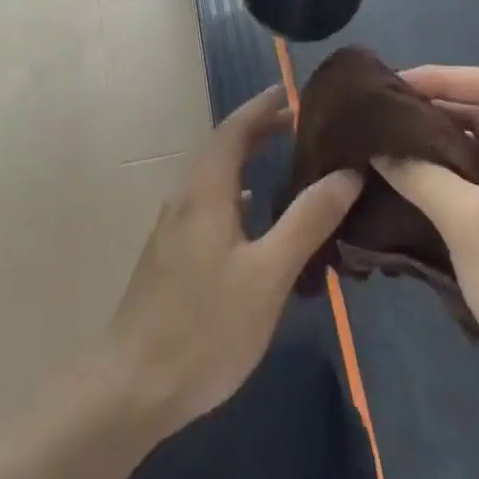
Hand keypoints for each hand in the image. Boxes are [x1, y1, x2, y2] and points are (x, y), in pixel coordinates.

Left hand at [106, 86, 362, 436]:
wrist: (132, 386)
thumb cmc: (206, 326)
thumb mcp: (269, 274)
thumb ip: (307, 221)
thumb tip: (346, 173)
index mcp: (205, 193)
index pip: (233, 131)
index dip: (261, 108)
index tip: (290, 92)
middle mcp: (184, 200)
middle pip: (221, 150)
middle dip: (256, 131)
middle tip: (296, 123)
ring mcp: (172, 229)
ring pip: (212, 178)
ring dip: (244, 161)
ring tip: (281, 162)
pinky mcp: (169, 257)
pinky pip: (207, 204)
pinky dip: (234, 193)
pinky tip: (250, 218)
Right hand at [372, 66, 478, 443]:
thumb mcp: (466, 221)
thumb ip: (419, 174)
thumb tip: (377, 147)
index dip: (443, 78)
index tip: (396, 87)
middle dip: (437, 112)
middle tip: (385, 117)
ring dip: (442, 148)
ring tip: (391, 147)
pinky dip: (454, 181)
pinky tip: (414, 187)